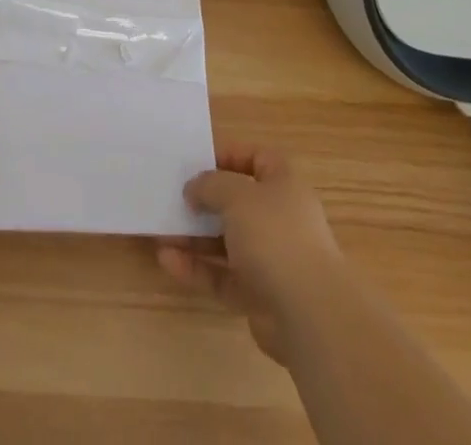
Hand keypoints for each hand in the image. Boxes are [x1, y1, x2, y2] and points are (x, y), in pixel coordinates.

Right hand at [157, 146, 345, 363]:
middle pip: (238, 202)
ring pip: (227, 242)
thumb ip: (210, 185)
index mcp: (284, 184)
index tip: (198, 162)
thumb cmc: (275, 236)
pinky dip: (197, 268)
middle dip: (205, 201)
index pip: (257, 158)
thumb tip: (194, 188)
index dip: (229, 155)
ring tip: (161, 231)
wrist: (310, 315)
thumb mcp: (237, 195)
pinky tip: (167, 260)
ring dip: (195, 237)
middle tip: (174, 198)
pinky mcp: (260, 296)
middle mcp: (280, 218)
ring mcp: (271, 259)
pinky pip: (223, 276)